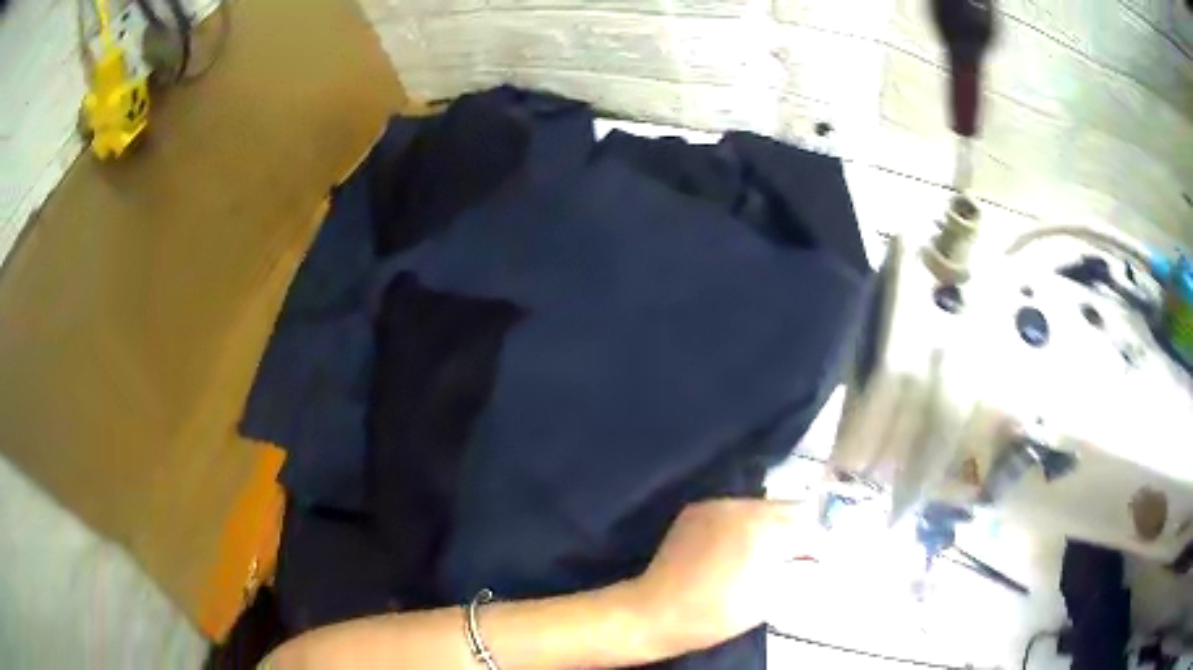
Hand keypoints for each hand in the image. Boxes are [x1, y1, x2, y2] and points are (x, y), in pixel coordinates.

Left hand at [625, 499, 821, 655]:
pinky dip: (744, 523)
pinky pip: (733, 509)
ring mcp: (717, 505)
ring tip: (769, 549)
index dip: (819, 542)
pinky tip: (738, 545)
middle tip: (800, 552)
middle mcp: (743, 507)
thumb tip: (811, 554)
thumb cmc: (717, 614)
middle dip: (799, 528)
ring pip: (760, 506)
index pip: (808, 525)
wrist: (656, 611)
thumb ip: (796, 569)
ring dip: (772, 523)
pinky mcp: (696, 509)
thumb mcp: (769, 597)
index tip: (821, 556)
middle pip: (787, 509)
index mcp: (764, 529)